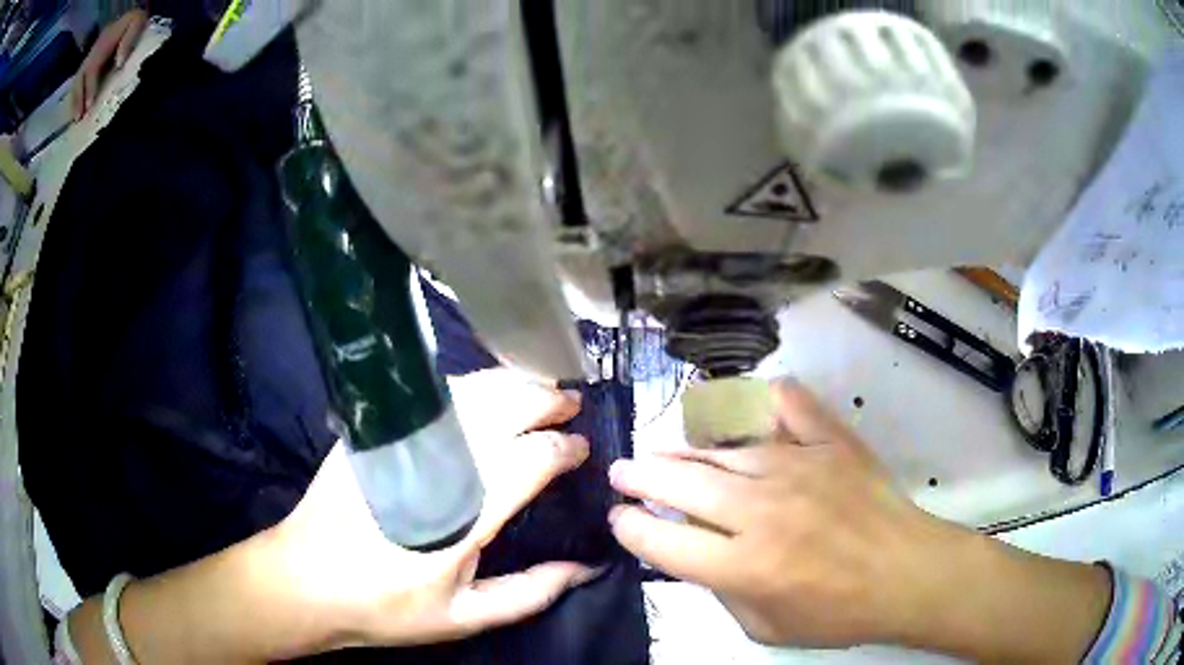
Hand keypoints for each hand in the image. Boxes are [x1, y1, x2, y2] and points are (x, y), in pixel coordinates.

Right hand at [71, 9, 147, 119]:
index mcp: (104, 40)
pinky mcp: (89, 62)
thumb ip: (128, 39)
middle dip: (77, 99)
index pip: (92, 68)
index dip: (89, 88)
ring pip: (77, 82)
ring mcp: (90, 56)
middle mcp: (93, 50)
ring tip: (75, 119)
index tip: (88, 106)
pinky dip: (75, 96)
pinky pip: (78, 82)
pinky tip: (75, 110)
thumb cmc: (136, 20)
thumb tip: (119, 63)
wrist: (132, 15)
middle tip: (78, 118)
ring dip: (74, 101)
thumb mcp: (137, 22)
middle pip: (80, 77)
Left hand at [273, 371, 599, 648]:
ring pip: (467, 393)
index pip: (528, 462)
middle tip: (570, 403)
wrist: (307, 580)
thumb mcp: (465, 617)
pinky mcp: (372, 432)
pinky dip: (469, 386)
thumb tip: (585, 568)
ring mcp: (398, 442)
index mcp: (461, 520)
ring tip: (538, 389)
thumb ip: (530, 593)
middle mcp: (434, 468)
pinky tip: (484, 393)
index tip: (582, 448)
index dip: (562, 450)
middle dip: (544, 399)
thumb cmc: (387, 606)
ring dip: (510, 384)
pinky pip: (431, 396)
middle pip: (501, 410)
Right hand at [607, 380, 1110, 660]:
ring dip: (686, 448)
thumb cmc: (838, 614)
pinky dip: (762, 399)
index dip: (631, 528)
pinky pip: (789, 406)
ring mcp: (799, 467)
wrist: (908, 574)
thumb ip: (722, 593)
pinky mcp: (831, 443)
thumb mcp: (766, 628)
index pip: (664, 541)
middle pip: (682, 482)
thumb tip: (695, 554)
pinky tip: (745, 402)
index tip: (620, 519)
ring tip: (666, 448)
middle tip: (621, 471)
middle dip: (640, 476)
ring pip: (724, 446)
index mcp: (745, 565)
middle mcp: (763, 510)